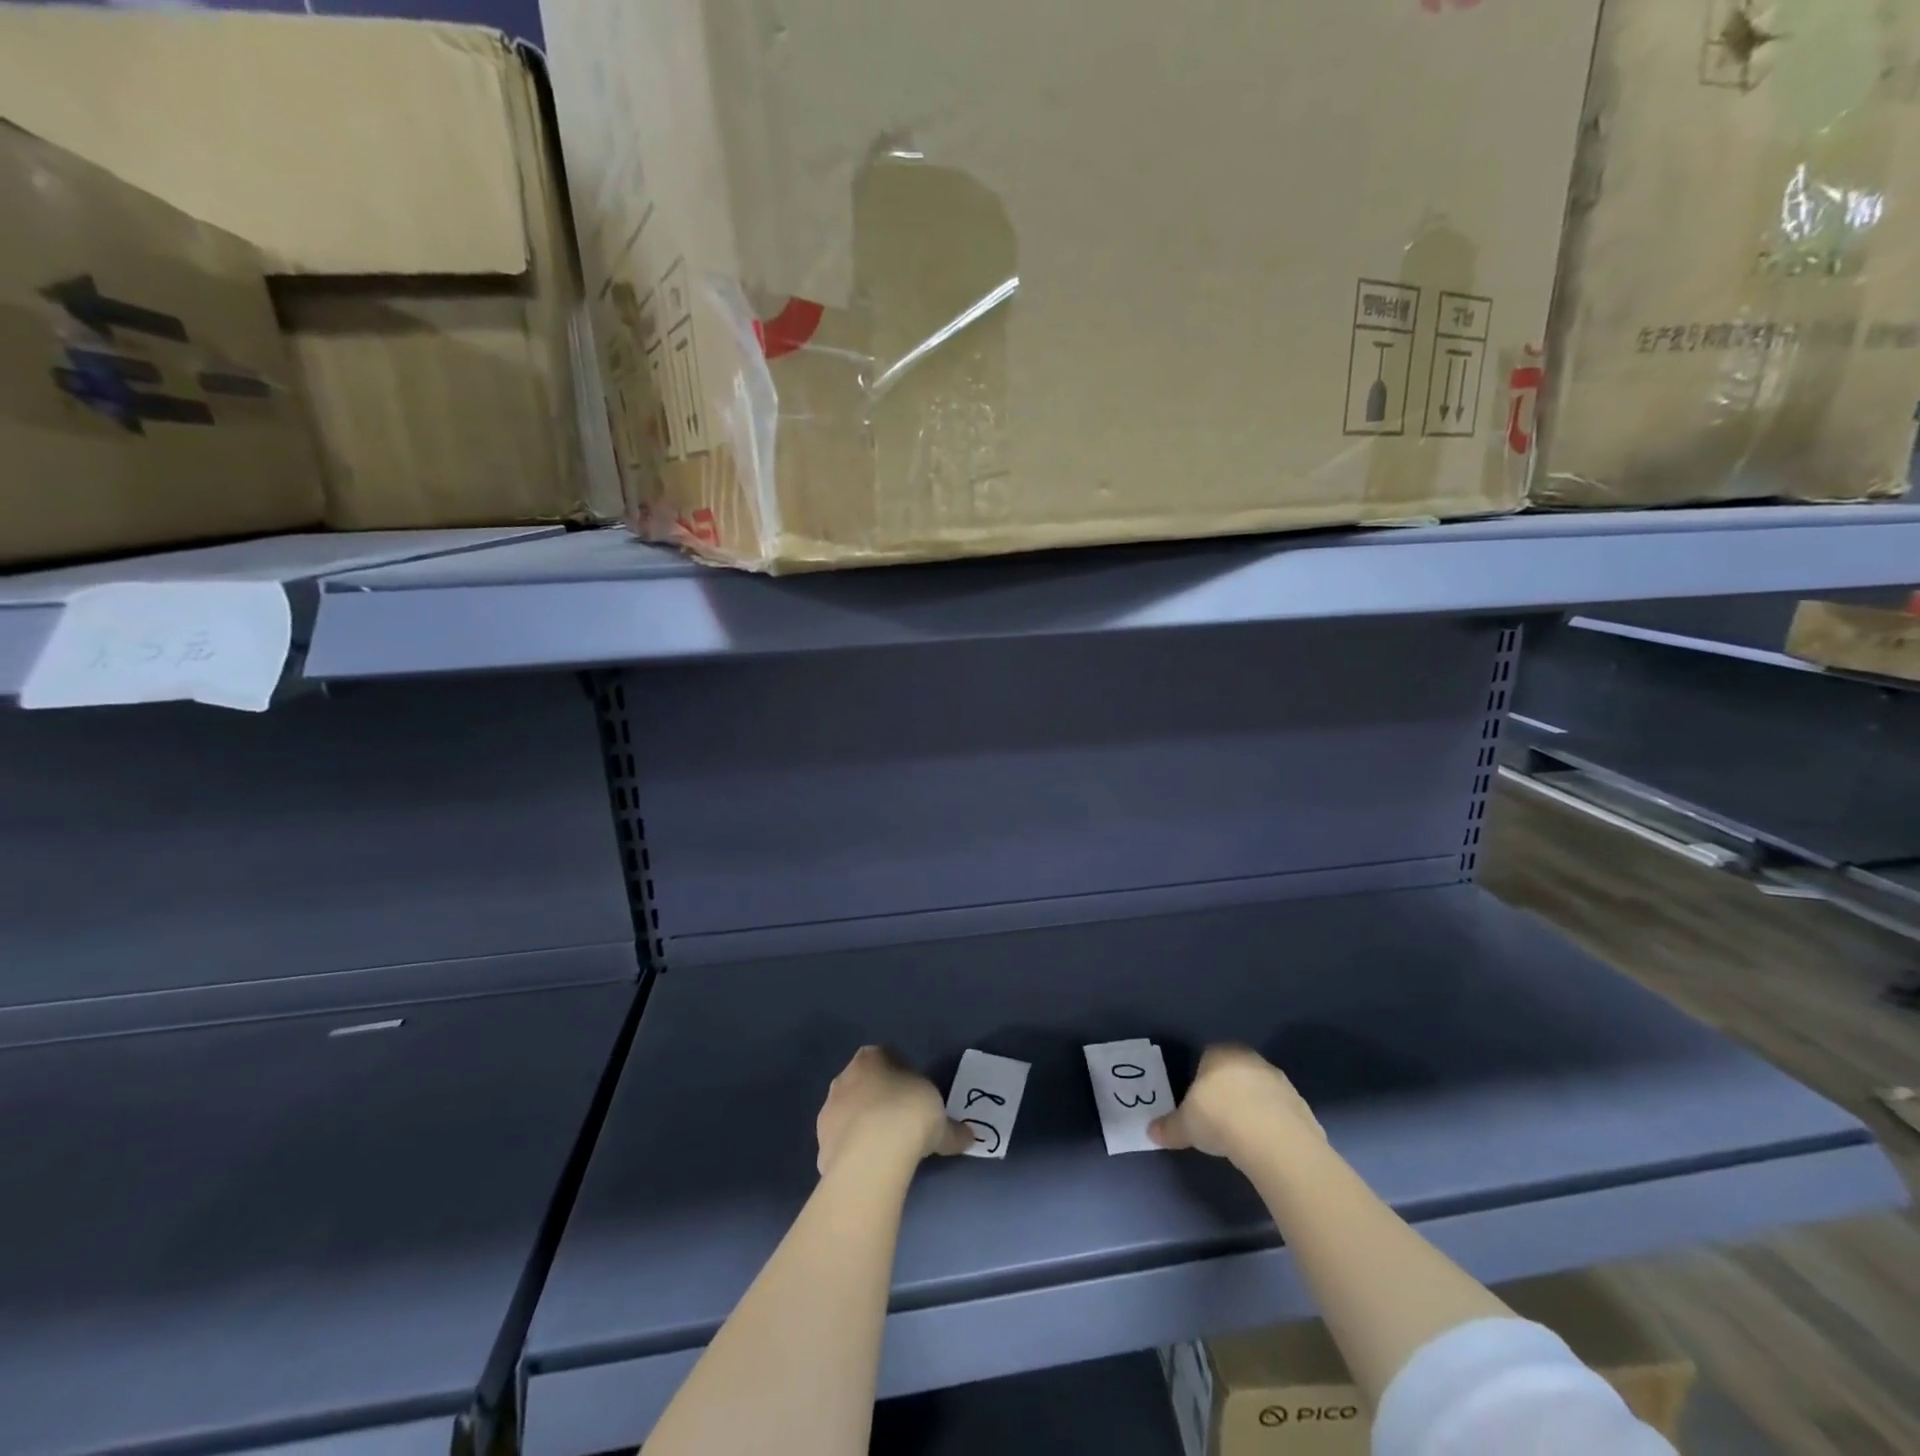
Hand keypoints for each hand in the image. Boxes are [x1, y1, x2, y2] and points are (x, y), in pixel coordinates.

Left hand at [816, 1046, 973, 1175]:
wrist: (872, 1153)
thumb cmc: (909, 1114)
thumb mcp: (941, 1120)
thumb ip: (952, 1129)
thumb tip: (969, 1138)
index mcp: (873, 1057)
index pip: (888, 1058)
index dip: (903, 1078)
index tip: (916, 1099)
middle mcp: (846, 1076)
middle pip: (864, 1084)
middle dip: (878, 1100)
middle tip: (901, 1124)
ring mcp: (829, 1108)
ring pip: (849, 1113)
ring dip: (862, 1126)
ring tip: (885, 1151)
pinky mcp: (820, 1142)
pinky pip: (841, 1143)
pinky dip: (852, 1153)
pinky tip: (869, 1168)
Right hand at [1149, 1044, 1324, 1164]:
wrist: (1273, 1139)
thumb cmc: (1219, 1117)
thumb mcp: (1186, 1125)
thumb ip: (1169, 1127)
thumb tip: (1151, 1132)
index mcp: (1220, 1053)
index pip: (1207, 1056)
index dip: (1202, 1078)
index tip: (1198, 1101)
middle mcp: (1251, 1059)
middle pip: (1236, 1071)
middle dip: (1229, 1090)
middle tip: (1218, 1117)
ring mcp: (1280, 1081)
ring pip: (1260, 1090)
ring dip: (1253, 1106)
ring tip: (1242, 1135)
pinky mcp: (1302, 1106)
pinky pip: (1281, 1112)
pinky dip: (1273, 1125)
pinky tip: (1265, 1145)